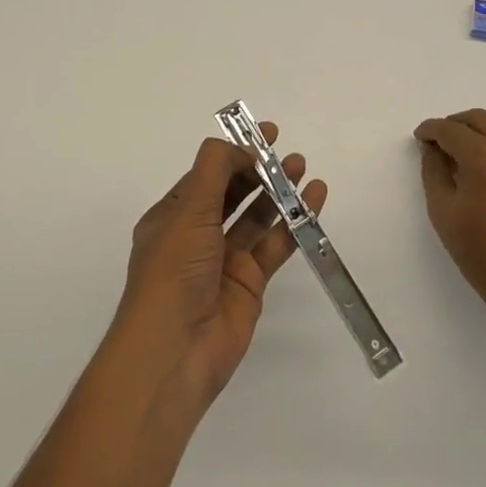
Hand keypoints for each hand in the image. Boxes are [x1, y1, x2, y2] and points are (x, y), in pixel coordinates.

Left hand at [113, 124, 327, 410]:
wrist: (174, 351)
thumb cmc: (173, 272)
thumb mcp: (188, 211)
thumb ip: (215, 170)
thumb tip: (241, 146)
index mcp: (172, 217)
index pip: (206, 175)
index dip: (233, 153)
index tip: (263, 135)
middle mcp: (197, 235)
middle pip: (232, 193)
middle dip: (258, 169)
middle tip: (287, 150)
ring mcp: (224, 260)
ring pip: (256, 217)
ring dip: (278, 191)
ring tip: (302, 167)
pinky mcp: (249, 283)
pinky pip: (275, 245)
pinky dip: (294, 223)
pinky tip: (313, 200)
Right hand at [414, 109, 485, 332]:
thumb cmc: (480, 251)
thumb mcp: (443, 211)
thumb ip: (433, 171)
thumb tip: (432, 149)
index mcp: (483, 156)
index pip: (450, 129)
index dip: (430, 130)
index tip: (419, 138)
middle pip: (477, 119)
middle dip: (453, 125)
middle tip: (436, 142)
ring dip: (476, 129)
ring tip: (459, 150)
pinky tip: (485, 161)